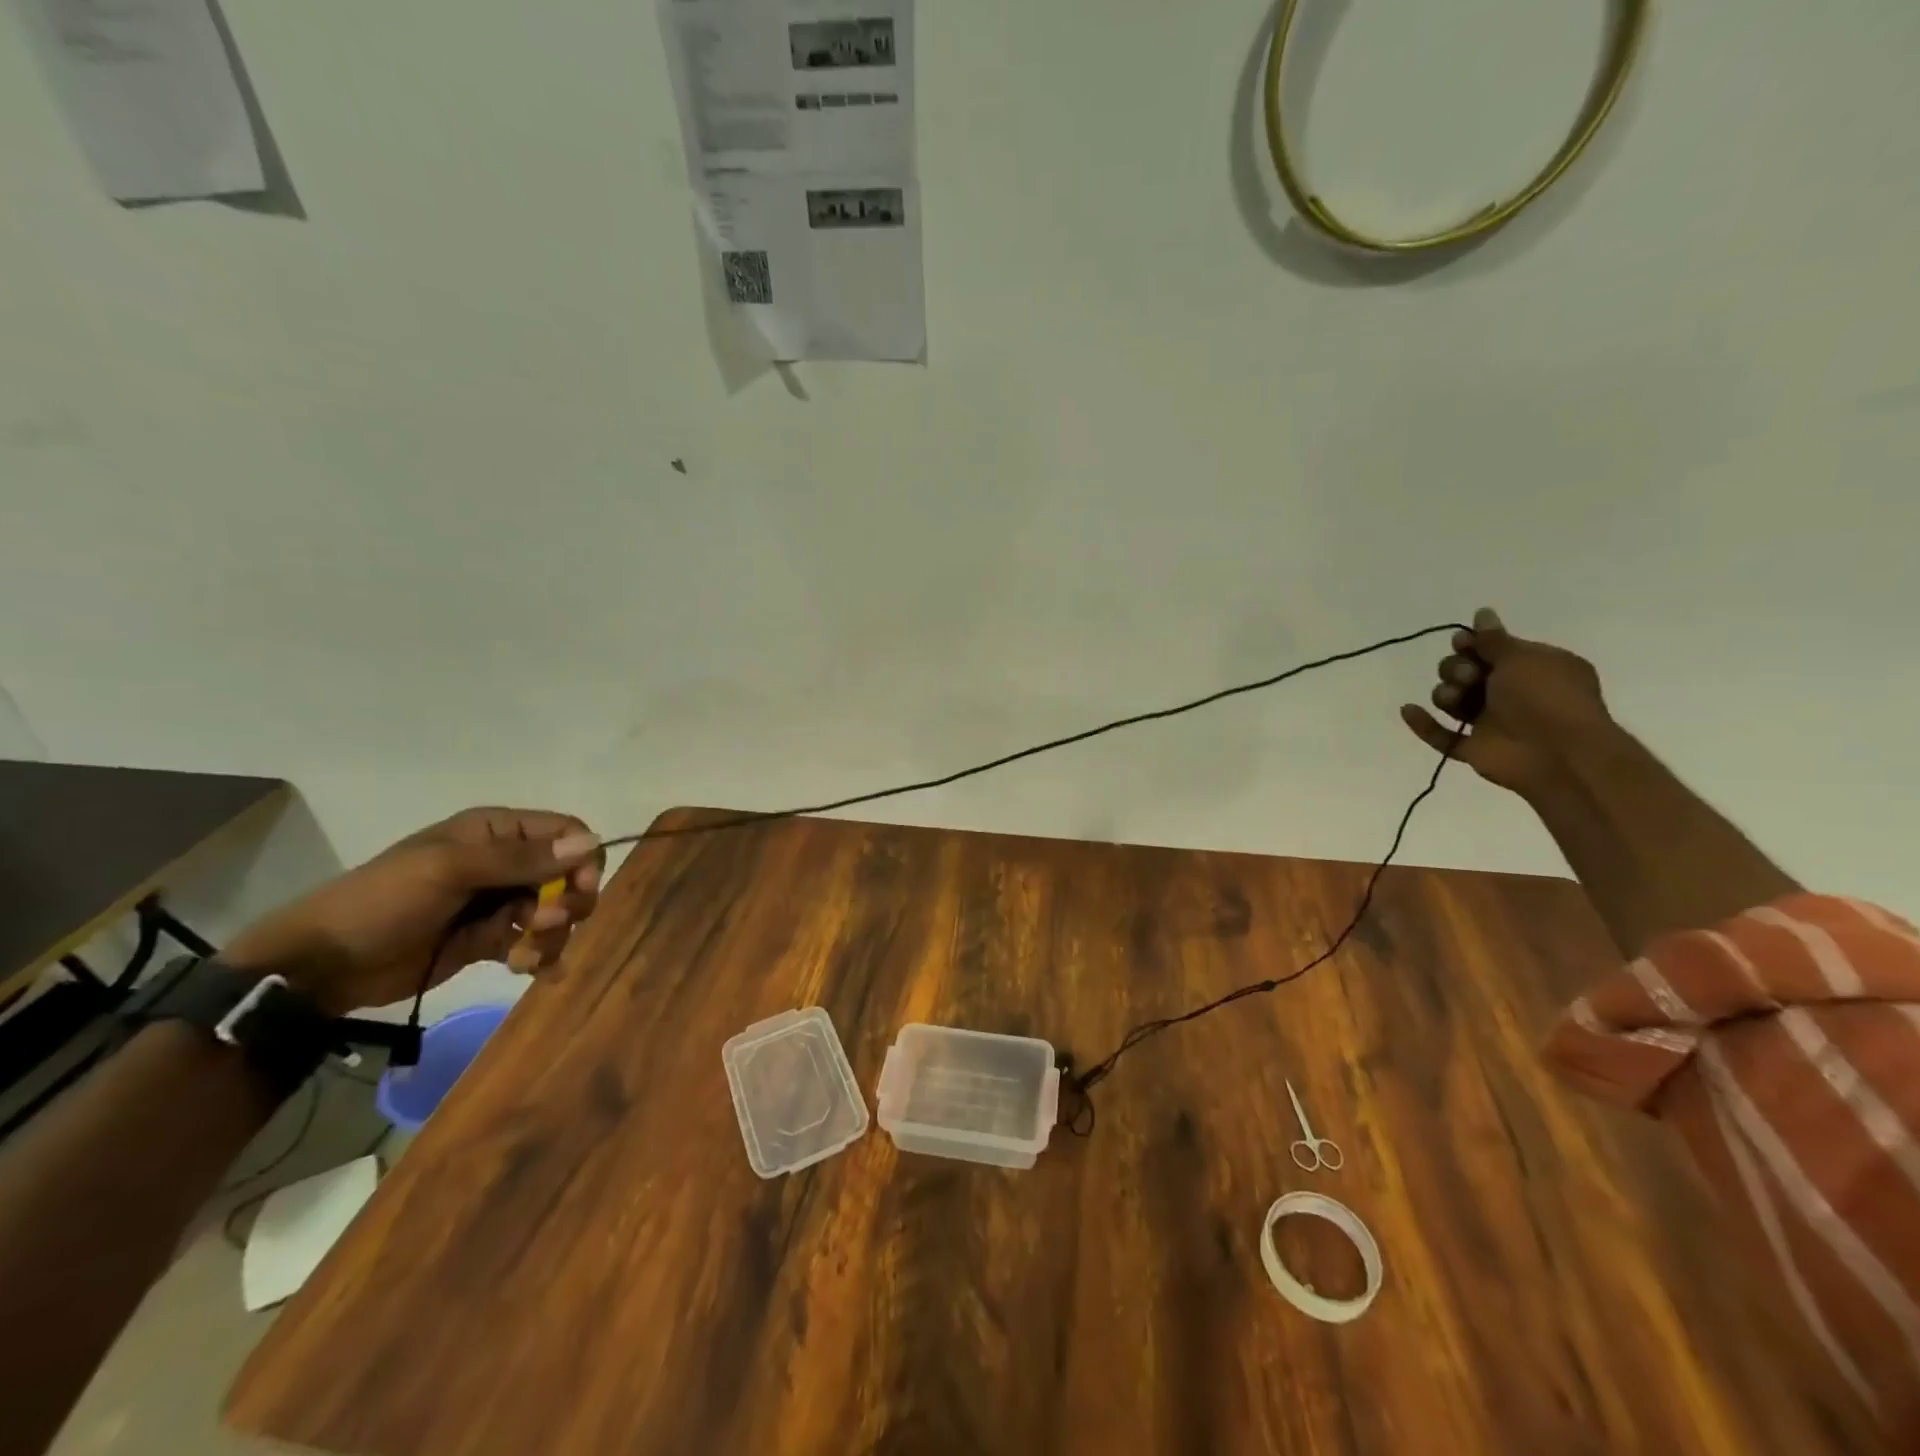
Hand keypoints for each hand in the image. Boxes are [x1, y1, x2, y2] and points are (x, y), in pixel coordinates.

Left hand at [223, 808, 604, 1014]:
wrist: (322, 966)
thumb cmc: (383, 902)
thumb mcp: (451, 871)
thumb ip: (521, 859)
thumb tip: (591, 843)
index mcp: (495, 832)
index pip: (566, 832)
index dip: (582, 859)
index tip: (577, 890)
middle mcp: (504, 862)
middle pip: (567, 875)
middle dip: (566, 903)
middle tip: (543, 925)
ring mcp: (497, 901)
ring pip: (554, 912)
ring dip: (551, 936)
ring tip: (525, 958)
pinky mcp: (489, 939)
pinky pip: (533, 943)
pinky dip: (540, 958)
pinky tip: (532, 972)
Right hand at [1400, 608, 1612, 794]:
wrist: (1558, 753)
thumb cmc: (1546, 697)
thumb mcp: (1521, 658)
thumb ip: (1494, 639)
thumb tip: (1482, 613)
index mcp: (1531, 669)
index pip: (1491, 650)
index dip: (1471, 645)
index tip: (1462, 643)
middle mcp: (1511, 693)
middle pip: (1464, 673)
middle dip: (1456, 669)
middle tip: (1468, 676)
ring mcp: (1492, 723)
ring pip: (1452, 701)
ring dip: (1445, 694)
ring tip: (1454, 699)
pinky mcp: (1475, 749)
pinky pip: (1442, 736)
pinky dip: (1424, 724)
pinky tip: (1408, 710)